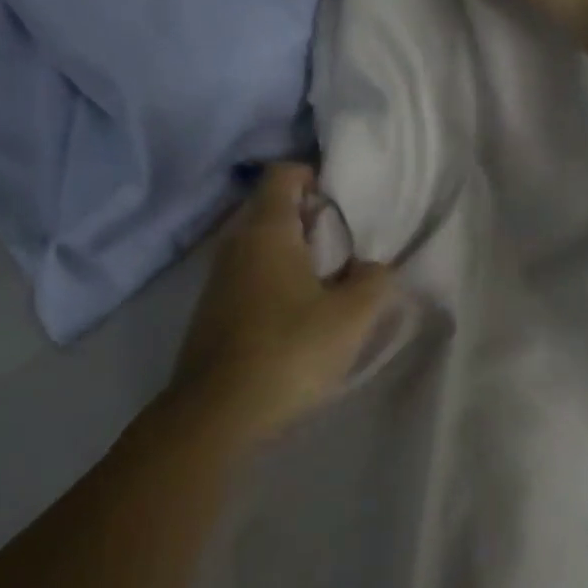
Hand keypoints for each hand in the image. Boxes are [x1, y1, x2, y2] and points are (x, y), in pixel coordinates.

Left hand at [171, 163, 393, 443]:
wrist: (217, 414)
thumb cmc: (289, 351)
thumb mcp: (351, 317)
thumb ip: (375, 281)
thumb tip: (374, 267)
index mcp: (267, 230)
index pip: (283, 174)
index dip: (314, 175)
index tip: (344, 199)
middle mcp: (236, 244)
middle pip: (272, 208)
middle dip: (311, 217)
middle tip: (348, 242)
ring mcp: (218, 278)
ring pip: (261, 245)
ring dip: (295, 252)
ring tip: (332, 279)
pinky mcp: (213, 310)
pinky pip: (250, 275)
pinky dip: (277, 278)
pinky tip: (300, 312)